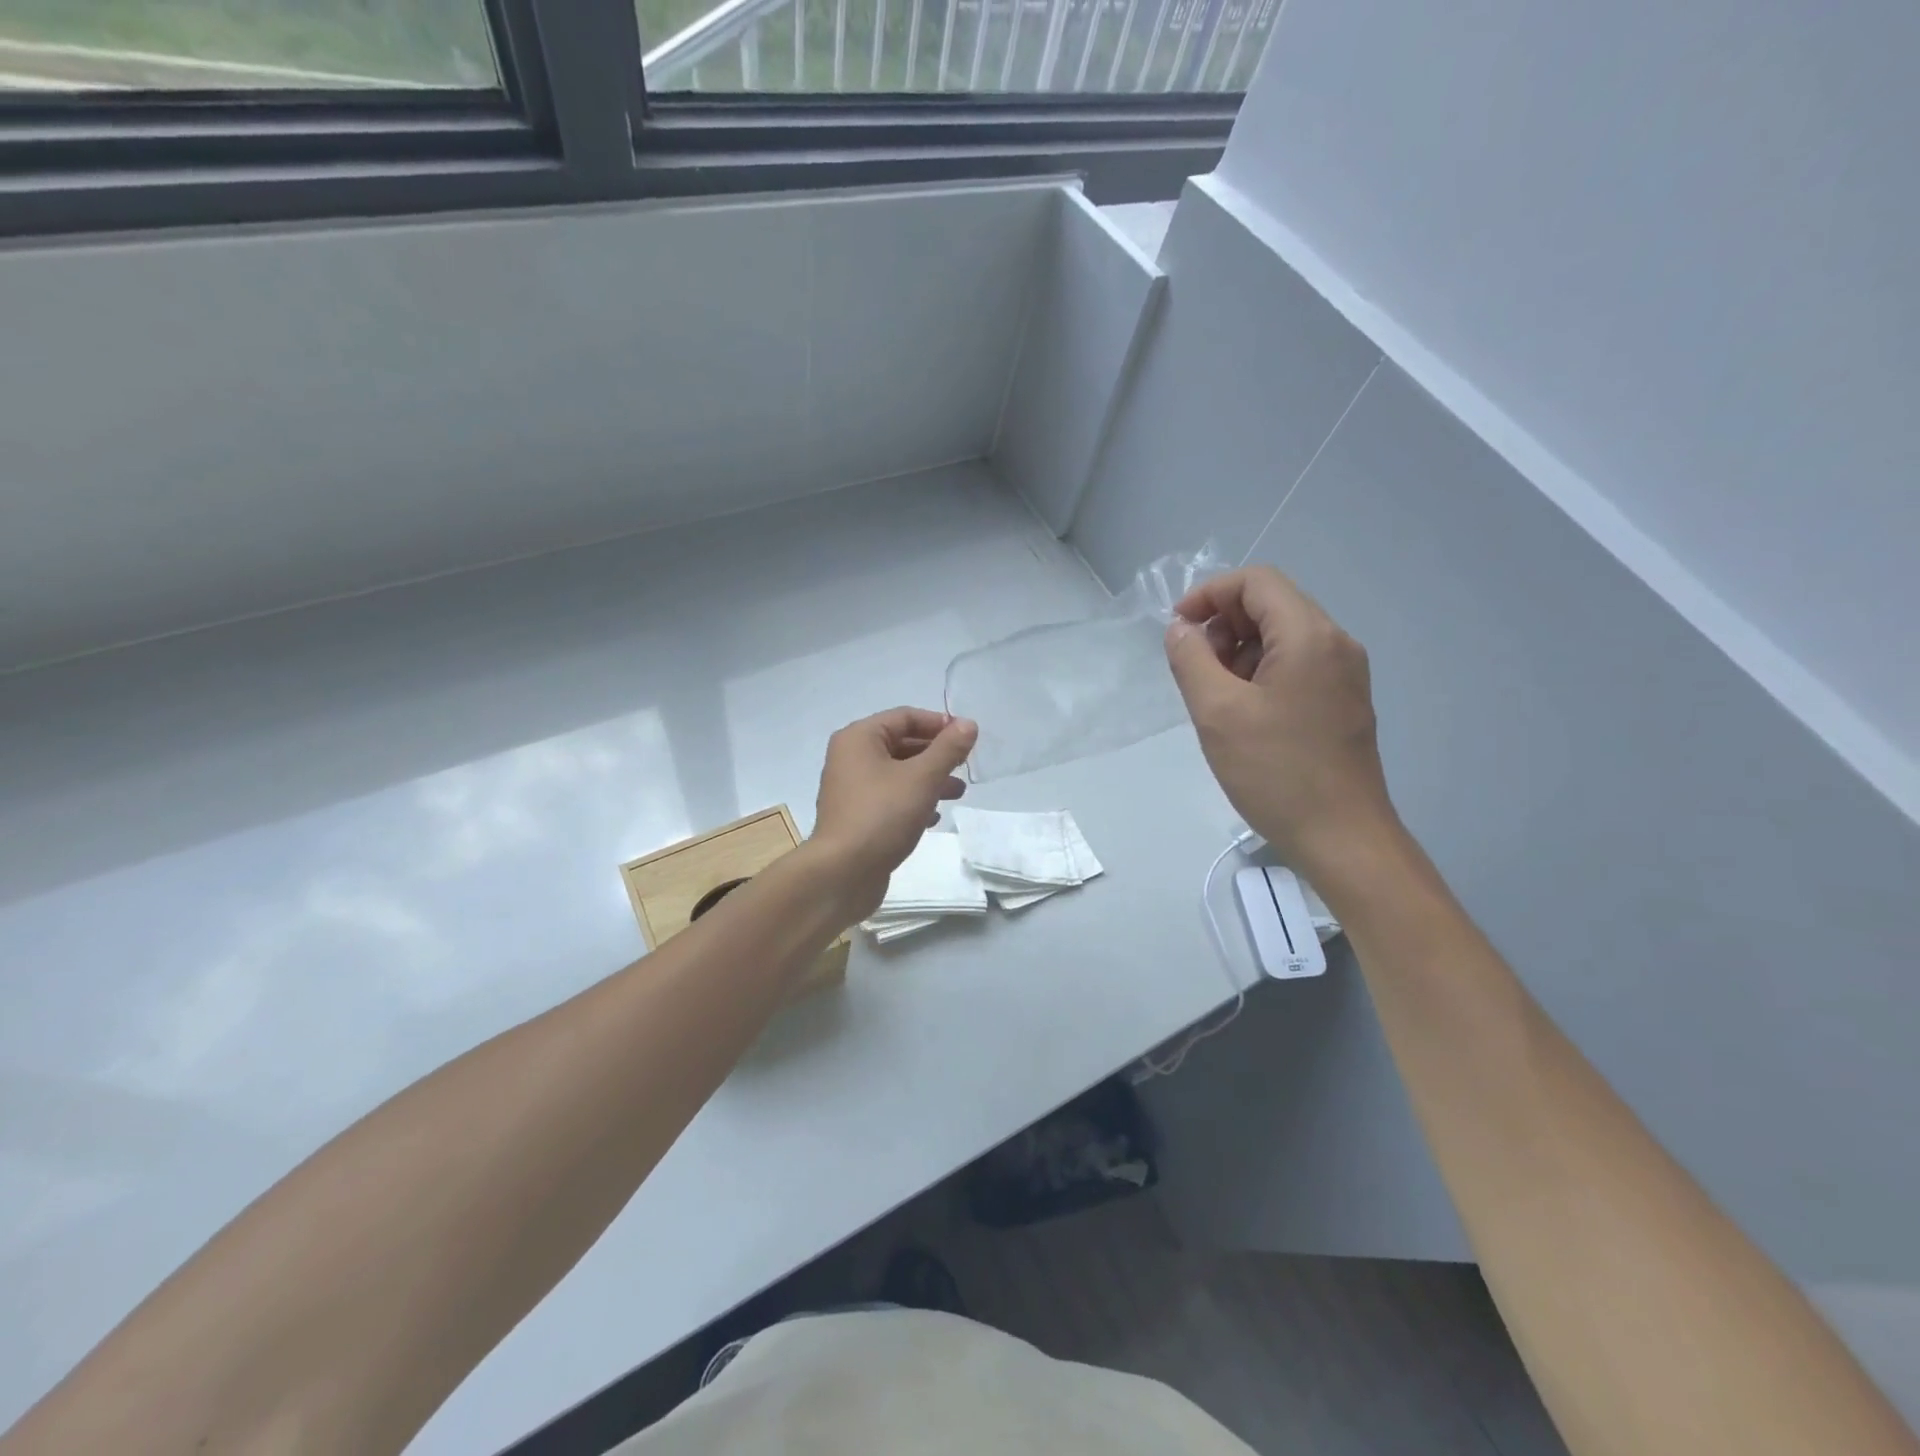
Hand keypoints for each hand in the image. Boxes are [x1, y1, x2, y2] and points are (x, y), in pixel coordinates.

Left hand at [807, 707, 977, 921]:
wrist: (843, 873)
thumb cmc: (882, 815)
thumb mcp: (922, 778)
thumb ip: (948, 749)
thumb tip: (969, 724)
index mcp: (859, 738)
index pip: (904, 717)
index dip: (938, 724)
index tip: (967, 738)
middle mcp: (850, 758)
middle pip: (901, 744)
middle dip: (936, 755)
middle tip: (965, 766)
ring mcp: (851, 789)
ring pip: (898, 774)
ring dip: (929, 779)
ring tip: (958, 794)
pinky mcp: (857, 817)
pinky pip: (890, 799)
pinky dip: (913, 802)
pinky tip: (933, 818)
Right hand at [1164, 566, 1399, 882]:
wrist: (1342, 838)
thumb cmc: (1276, 772)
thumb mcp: (1217, 712)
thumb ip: (1191, 659)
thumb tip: (1180, 629)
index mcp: (1309, 636)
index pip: (1257, 581)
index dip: (1209, 594)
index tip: (1177, 628)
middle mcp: (1335, 643)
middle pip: (1272, 604)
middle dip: (1224, 624)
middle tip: (1195, 669)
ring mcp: (1345, 674)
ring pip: (1282, 636)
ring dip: (1240, 651)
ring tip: (1215, 697)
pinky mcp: (1343, 701)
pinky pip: (1296, 665)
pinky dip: (1261, 673)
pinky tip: (1242, 713)